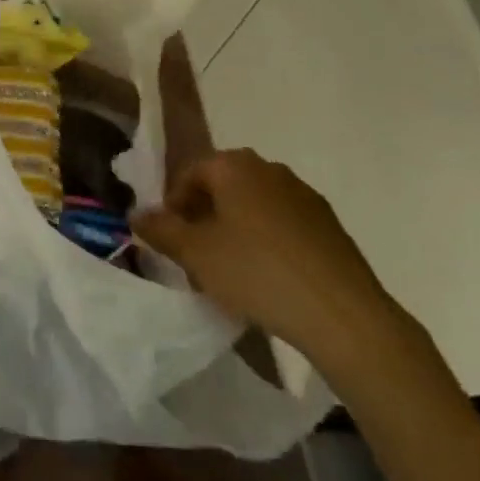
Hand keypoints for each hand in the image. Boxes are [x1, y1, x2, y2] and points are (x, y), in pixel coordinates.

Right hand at [134, 151, 410, 377]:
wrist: (343, 315)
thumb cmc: (258, 273)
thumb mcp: (196, 254)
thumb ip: (161, 230)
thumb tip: (136, 213)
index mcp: (235, 165)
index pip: (191, 173)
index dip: (174, 205)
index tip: (171, 240)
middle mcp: (270, 168)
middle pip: (223, 186)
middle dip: (205, 216)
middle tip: (196, 256)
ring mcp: (304, 195)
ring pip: (254, 205)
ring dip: (236, 229)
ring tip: (231, 271)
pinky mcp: (329, 225)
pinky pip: (284, 224)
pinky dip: (268, 242)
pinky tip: (268, 279)